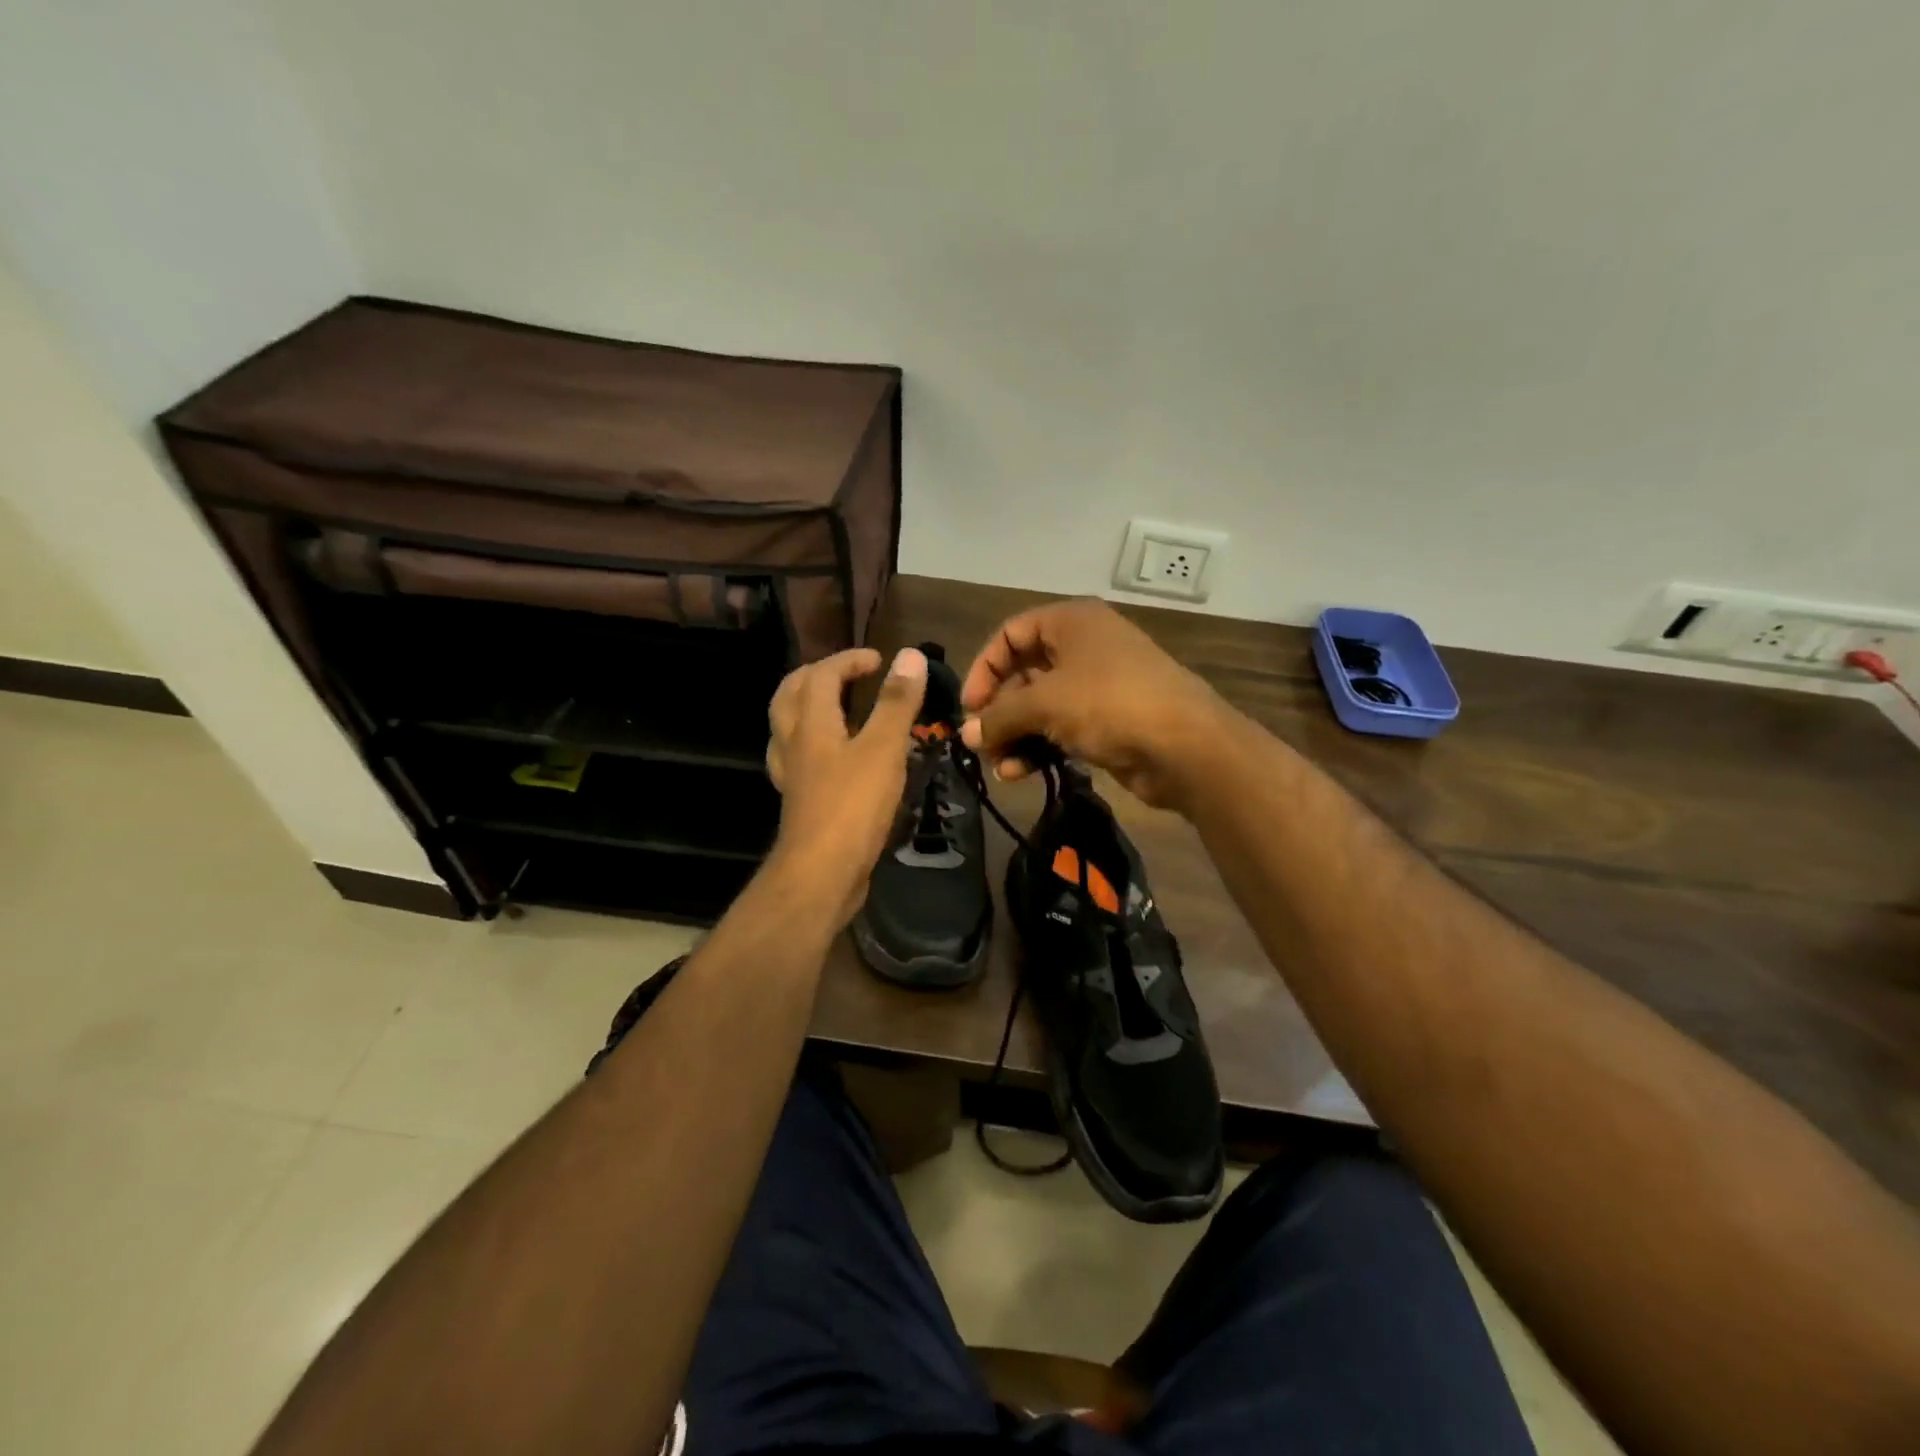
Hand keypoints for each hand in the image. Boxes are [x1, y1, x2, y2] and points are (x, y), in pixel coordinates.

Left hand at [765, 646, 927, 923]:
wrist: (821, 874)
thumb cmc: (853, 807)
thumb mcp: (883, 750)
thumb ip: (897, 703)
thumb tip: (911, 656)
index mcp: (812, 724)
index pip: (821, 675)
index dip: (848, 660)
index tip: (879, 661)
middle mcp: (793, 744)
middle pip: (789, 695)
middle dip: (816, 676)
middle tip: (847, 675)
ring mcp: (792, 775)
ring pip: (787, 727)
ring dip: (807, 707)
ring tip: (836, 707)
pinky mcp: (798, 802)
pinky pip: (797, 759)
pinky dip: (813, 745)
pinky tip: (833, 757)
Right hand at [958, 600, 1228, 810]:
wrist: (1185, 746)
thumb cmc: (1109, 704)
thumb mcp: (1045, 703)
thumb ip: (1000, 716)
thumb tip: (968, 735)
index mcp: (1071, 622)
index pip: (1010, 634)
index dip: (984, 668)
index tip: (969, 708)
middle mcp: (1084, 646)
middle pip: (1024, 673)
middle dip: (1000, 711)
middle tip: (981, 744)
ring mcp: (1099, 685)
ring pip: (1042, 706)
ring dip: (1016, 735)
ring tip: (1001, 768)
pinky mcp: (1108, 721)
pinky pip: (1062, 728)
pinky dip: (1040, 747)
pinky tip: (1022, 773)